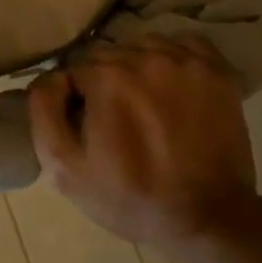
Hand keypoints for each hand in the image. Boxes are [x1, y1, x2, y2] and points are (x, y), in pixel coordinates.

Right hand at [28, 37, 257, 252]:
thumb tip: (51, 78)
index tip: (85, 126)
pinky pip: (183, 44)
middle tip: (115, 120)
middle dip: (104, 82)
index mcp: (106, 78)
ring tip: (144, 105)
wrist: (207, 218)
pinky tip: (171, 87)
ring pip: (143, 47)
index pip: (73, 69)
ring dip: (136, 69)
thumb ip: (44, 112)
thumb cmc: (129, 197)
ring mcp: (186, 61)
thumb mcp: (65, 168)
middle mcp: (145, 57)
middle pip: (108, 55)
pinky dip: (172, 58)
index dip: (75, 98)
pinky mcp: (218, 70)